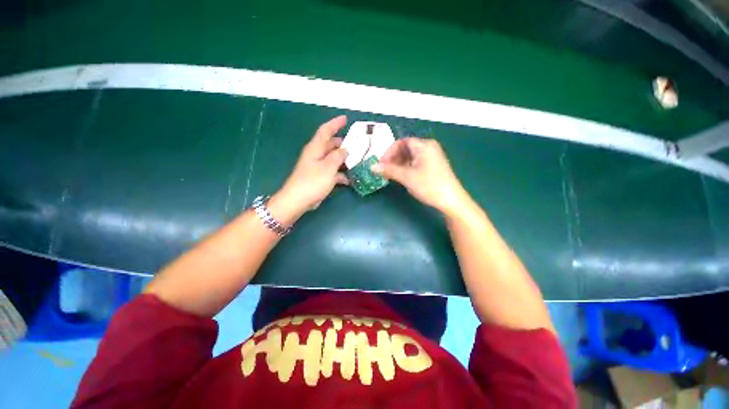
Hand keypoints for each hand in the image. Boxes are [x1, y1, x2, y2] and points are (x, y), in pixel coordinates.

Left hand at [268, 116, 348, 224]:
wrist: (298, 200)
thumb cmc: (313, 181)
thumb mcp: (328, 167)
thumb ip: (338, 156)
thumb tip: (346, 149)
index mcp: (316, 148)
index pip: (325, 130)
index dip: (335, 123)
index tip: (346, 118)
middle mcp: (316, 154)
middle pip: (330, 144)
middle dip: (343, 143)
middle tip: (357, 144)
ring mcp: (317, 166)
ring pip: (333, 158)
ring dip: (343, 159)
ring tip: (357, 161)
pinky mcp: (319, 177)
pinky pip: (332, 171)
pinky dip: (340, 173)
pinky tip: (350, 179)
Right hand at [372, 138, 468, 214]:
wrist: (451, 200)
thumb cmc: (429, 185)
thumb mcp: (407, 177)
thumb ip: (389, 170)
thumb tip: (372, 167)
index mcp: (424, 145)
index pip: (401, 142)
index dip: (389, 152)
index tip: (381, 164)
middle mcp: (428, 147)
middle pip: (405, 149)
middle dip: (393, 159)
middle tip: (384, 171)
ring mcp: (431, 157)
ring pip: (410, 157)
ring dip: (398, 164)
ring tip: (390, 175)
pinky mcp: (432, 166)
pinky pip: (415, 163)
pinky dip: (406, 168)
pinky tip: (401, 177)